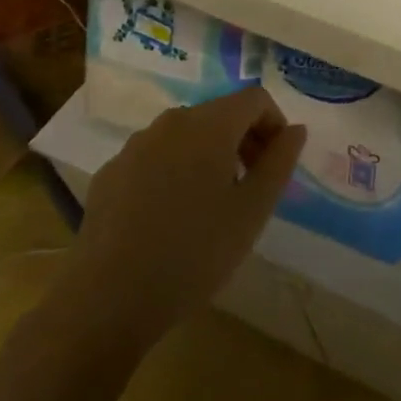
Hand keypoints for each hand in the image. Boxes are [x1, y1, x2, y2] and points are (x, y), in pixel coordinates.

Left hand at [53, 87, 305, 357]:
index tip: (276, 165)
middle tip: (250, 187)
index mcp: (209, 125)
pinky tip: (169, 218)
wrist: (105, 302)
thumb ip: (279, 162)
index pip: (255, 98)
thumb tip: (295, 129)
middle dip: (243, 140)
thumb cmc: (193, 253)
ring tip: (211, 206)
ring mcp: (134, 146)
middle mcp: (170, 122)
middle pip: (219, 114)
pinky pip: (155, 157)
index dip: (274, 124)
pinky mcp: (109, 173)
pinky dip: (174, 171)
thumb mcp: (252, 212)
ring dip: (209, 156)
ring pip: (186, 135)